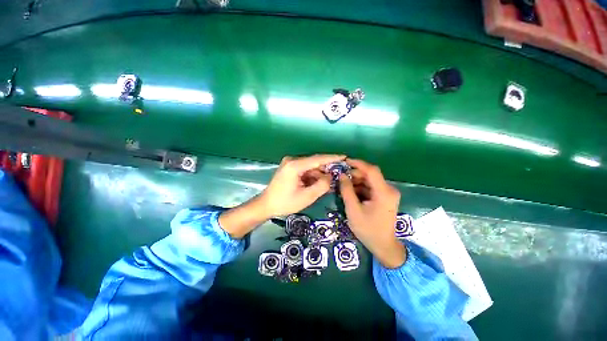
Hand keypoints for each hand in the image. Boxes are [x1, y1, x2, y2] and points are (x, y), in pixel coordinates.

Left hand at [219, 154, 344, 238]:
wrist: (266, 205)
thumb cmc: (285, 202)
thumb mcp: (306, 197)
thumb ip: (321, 185)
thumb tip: (330, 177)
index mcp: (295, 165)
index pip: (317, 159)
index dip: (332, 158)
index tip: (344, 156)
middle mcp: (292, 161)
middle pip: (314, 162)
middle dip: (326, 170)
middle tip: (338, 176)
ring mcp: (290, 164)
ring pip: (310, 167)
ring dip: (319, 175)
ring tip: (329, 184)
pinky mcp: (289, 168)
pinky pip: (305, 170)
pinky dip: (312, 176)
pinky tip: (318, 184)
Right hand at [339, 159, 405, 268]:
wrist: (383, 246)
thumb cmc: (368, 229)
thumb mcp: (353, 210)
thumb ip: (347, 191)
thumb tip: (342, 176)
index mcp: (383, 192)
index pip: (372, 170)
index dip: (358, 163)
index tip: (345, 161)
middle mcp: (389, 190)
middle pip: (371, 175)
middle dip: (355, 174)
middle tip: (341, 177)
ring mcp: (388, 194)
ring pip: (370, 181)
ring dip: (357, 181)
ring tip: (343, 185)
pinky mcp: (385, 198)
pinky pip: (371, 188)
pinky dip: (361, 188)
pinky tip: (351, 192)